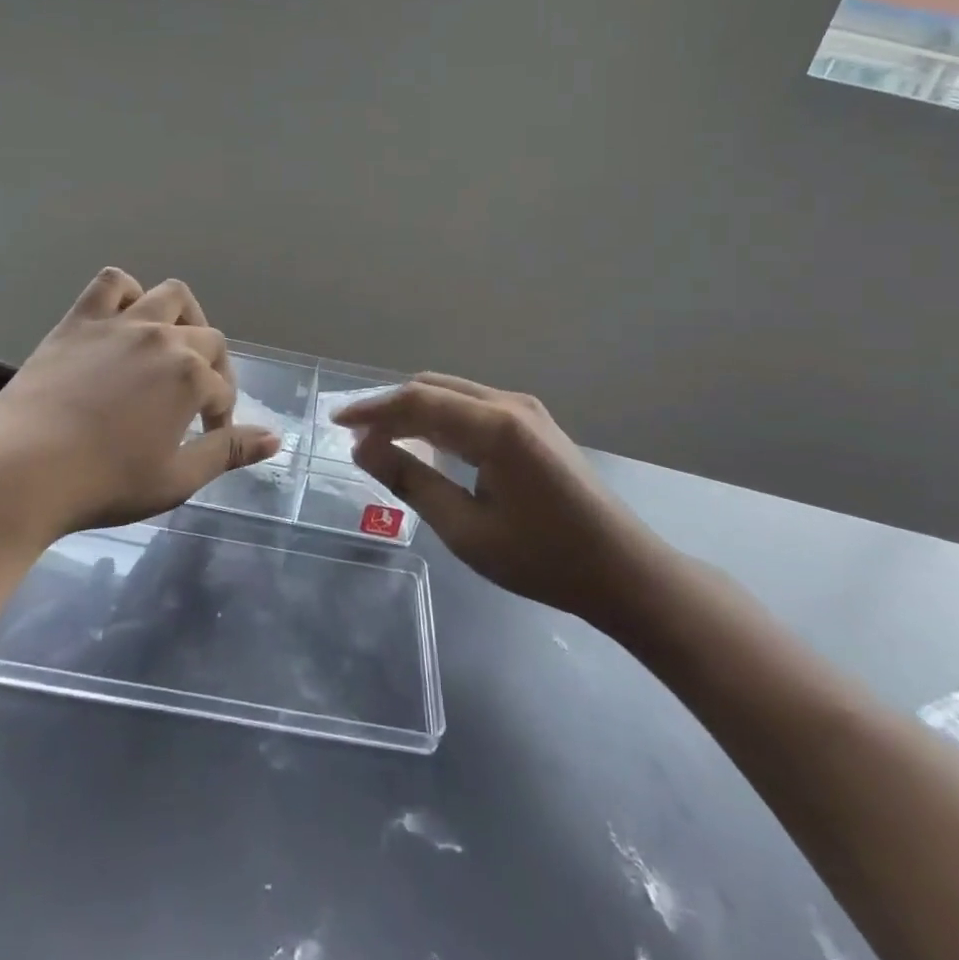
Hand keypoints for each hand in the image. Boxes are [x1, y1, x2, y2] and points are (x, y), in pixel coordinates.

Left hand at [0, 269, 279, 545]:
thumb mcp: (177, 478)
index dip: (222, 415)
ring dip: (184, 318)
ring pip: (170, 296)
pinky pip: (112, 284)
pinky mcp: (79, 321)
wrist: (18, 471)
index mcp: (190, 375)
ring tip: (173, 347)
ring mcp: (120, 323)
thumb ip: (228, 451)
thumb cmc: (103, 483)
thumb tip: (275, 437)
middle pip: (208, 340)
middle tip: (195, 403)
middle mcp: (163, 338)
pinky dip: (127, 294)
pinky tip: (125, 321)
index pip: (223, 389)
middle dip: (213, 370)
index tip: (208, 436)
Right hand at [334, 375, 665, 620]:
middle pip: (434, 388)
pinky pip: (473, 407)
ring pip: (453, 394)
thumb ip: (411, 482)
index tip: (336, 423)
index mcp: (496, 427)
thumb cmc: (543, 558)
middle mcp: (510, 404)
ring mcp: (526, 411)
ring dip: (415, 412)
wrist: (622, 571)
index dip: (372, 409)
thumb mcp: (466, 529)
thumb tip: (364, 449)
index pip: (418, 401)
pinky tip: (426, 444)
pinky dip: (441, 419)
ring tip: (382, 440)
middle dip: (391, 407)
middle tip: (356, 437)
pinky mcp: (534, 424)